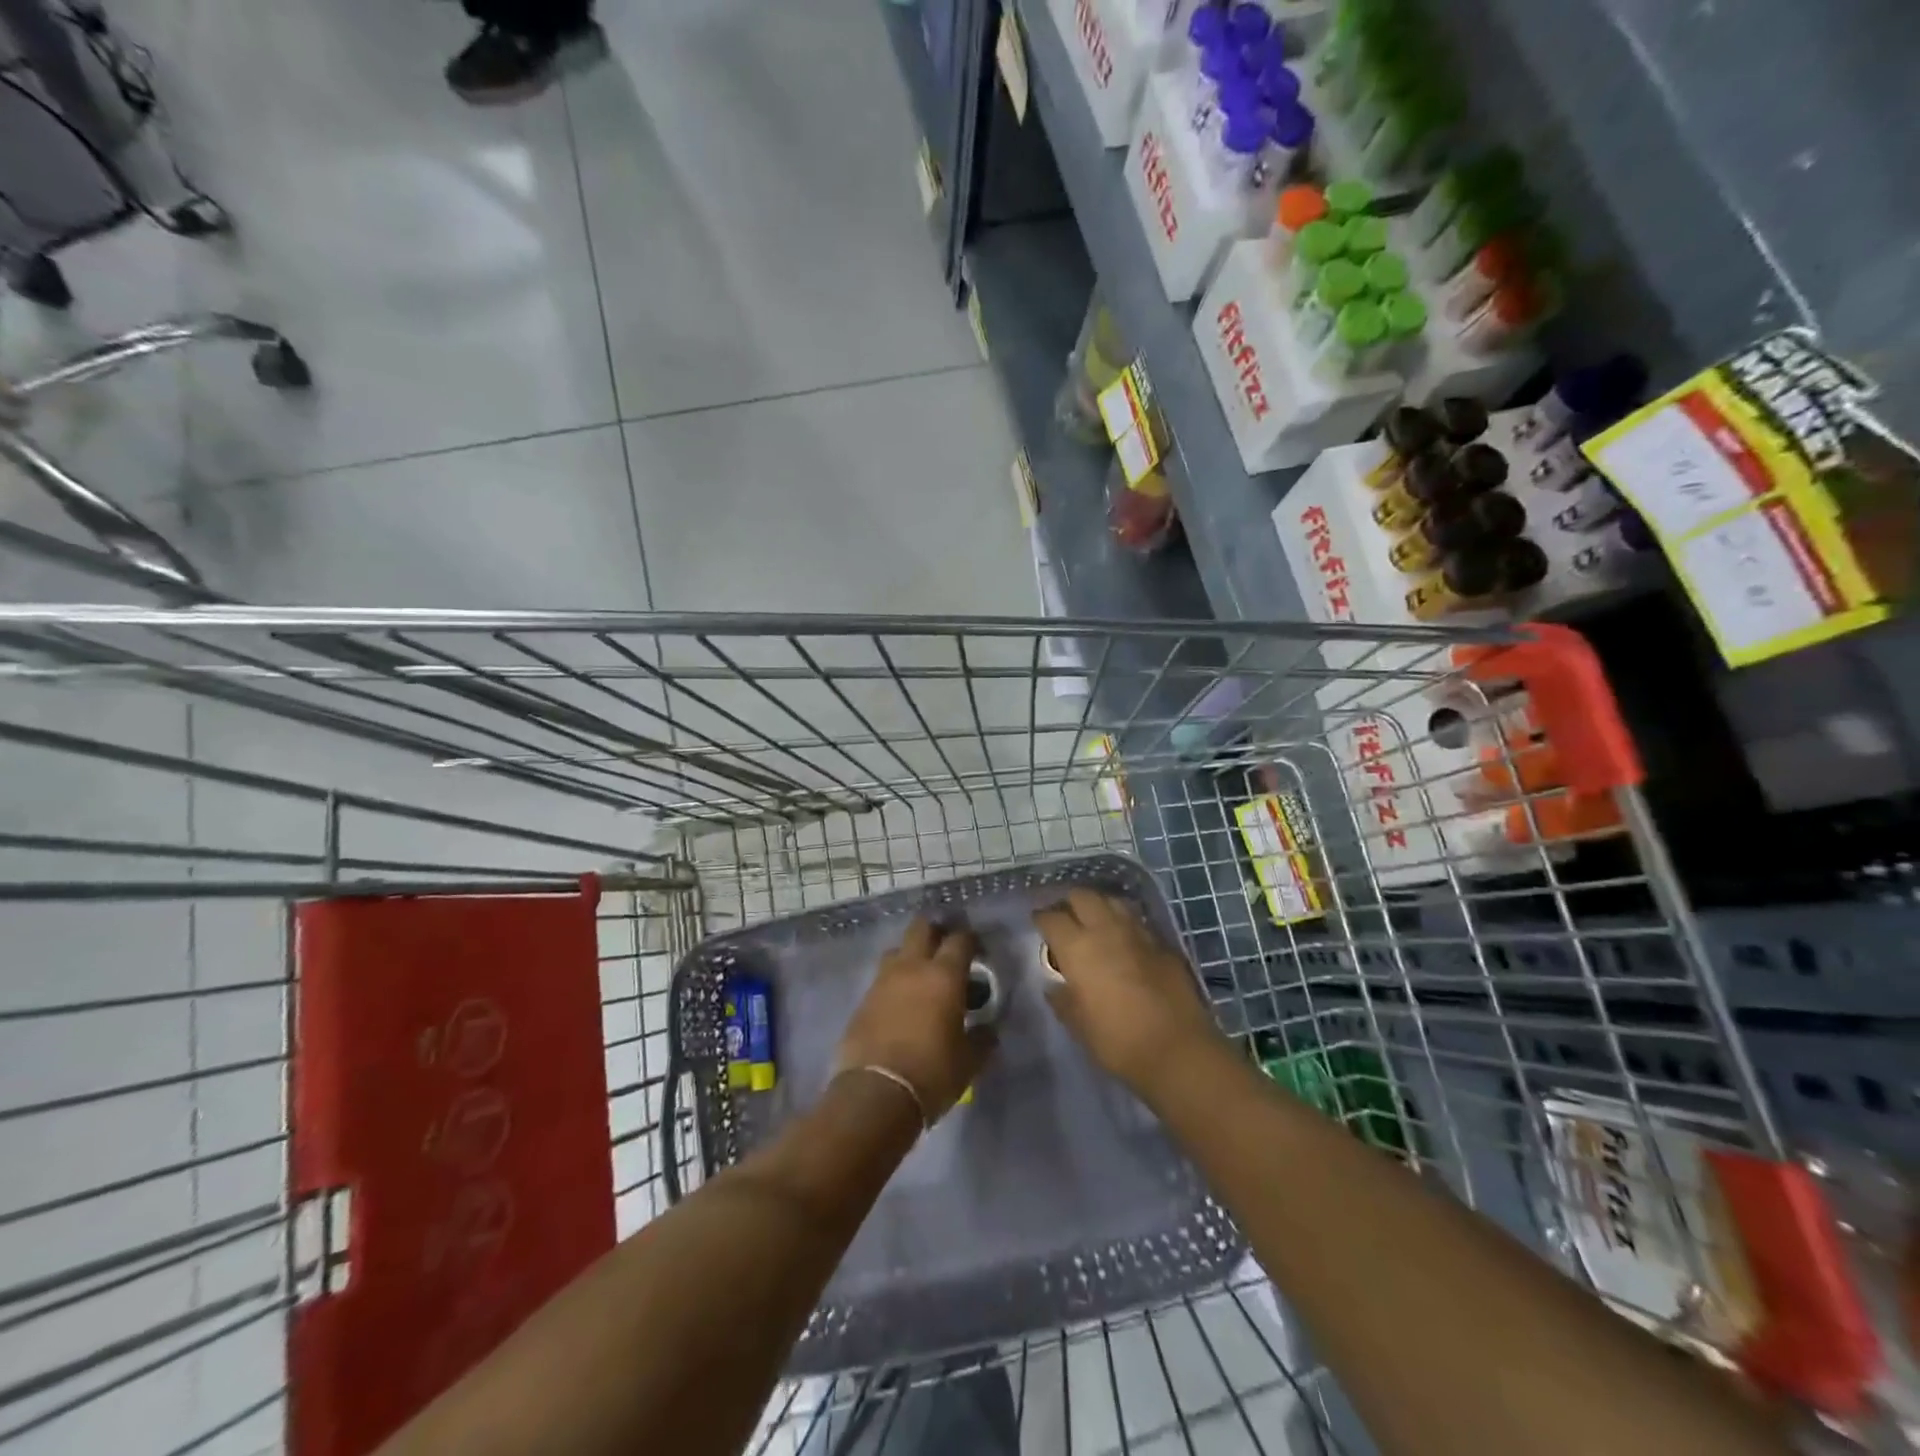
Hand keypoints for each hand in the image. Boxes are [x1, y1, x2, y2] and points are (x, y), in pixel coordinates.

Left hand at [833, 918, 993, 1123]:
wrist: (875, 1094)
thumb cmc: (931, 1073)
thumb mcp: (968, 1061)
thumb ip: (982, 1039)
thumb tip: (987, 1030)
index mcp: (944, 976)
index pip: (960, 940)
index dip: (971, 940)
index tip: (979, 951)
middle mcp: (912, 968)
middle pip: (921, 928)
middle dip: (936, 931)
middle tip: (947, 950)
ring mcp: (883, 981)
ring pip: (897, 950)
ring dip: (910, 956)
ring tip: (922, 978)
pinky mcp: (863, 1000)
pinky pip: (881, 979)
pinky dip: (894, 983)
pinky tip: (901, 1004)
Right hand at [1034, 889, 1222, 1101]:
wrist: (1178, 1049)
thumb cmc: (1117, 1040)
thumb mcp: (1077, 1024)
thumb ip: (1062, 998)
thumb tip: (1055, 985)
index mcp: (1077, 947)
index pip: (1051, 918)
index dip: (1041, 919)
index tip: (1038, 925)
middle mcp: (1105, 929)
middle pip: (1083, 896)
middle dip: (1070, 903)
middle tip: (1066, 919)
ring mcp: (1138, 933)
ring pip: (1113, 901)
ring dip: (1099, 907)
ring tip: (1095, 923)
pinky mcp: (1163, 943)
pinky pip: (1137, 922)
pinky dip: (1124, 925)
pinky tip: (1124, 942)